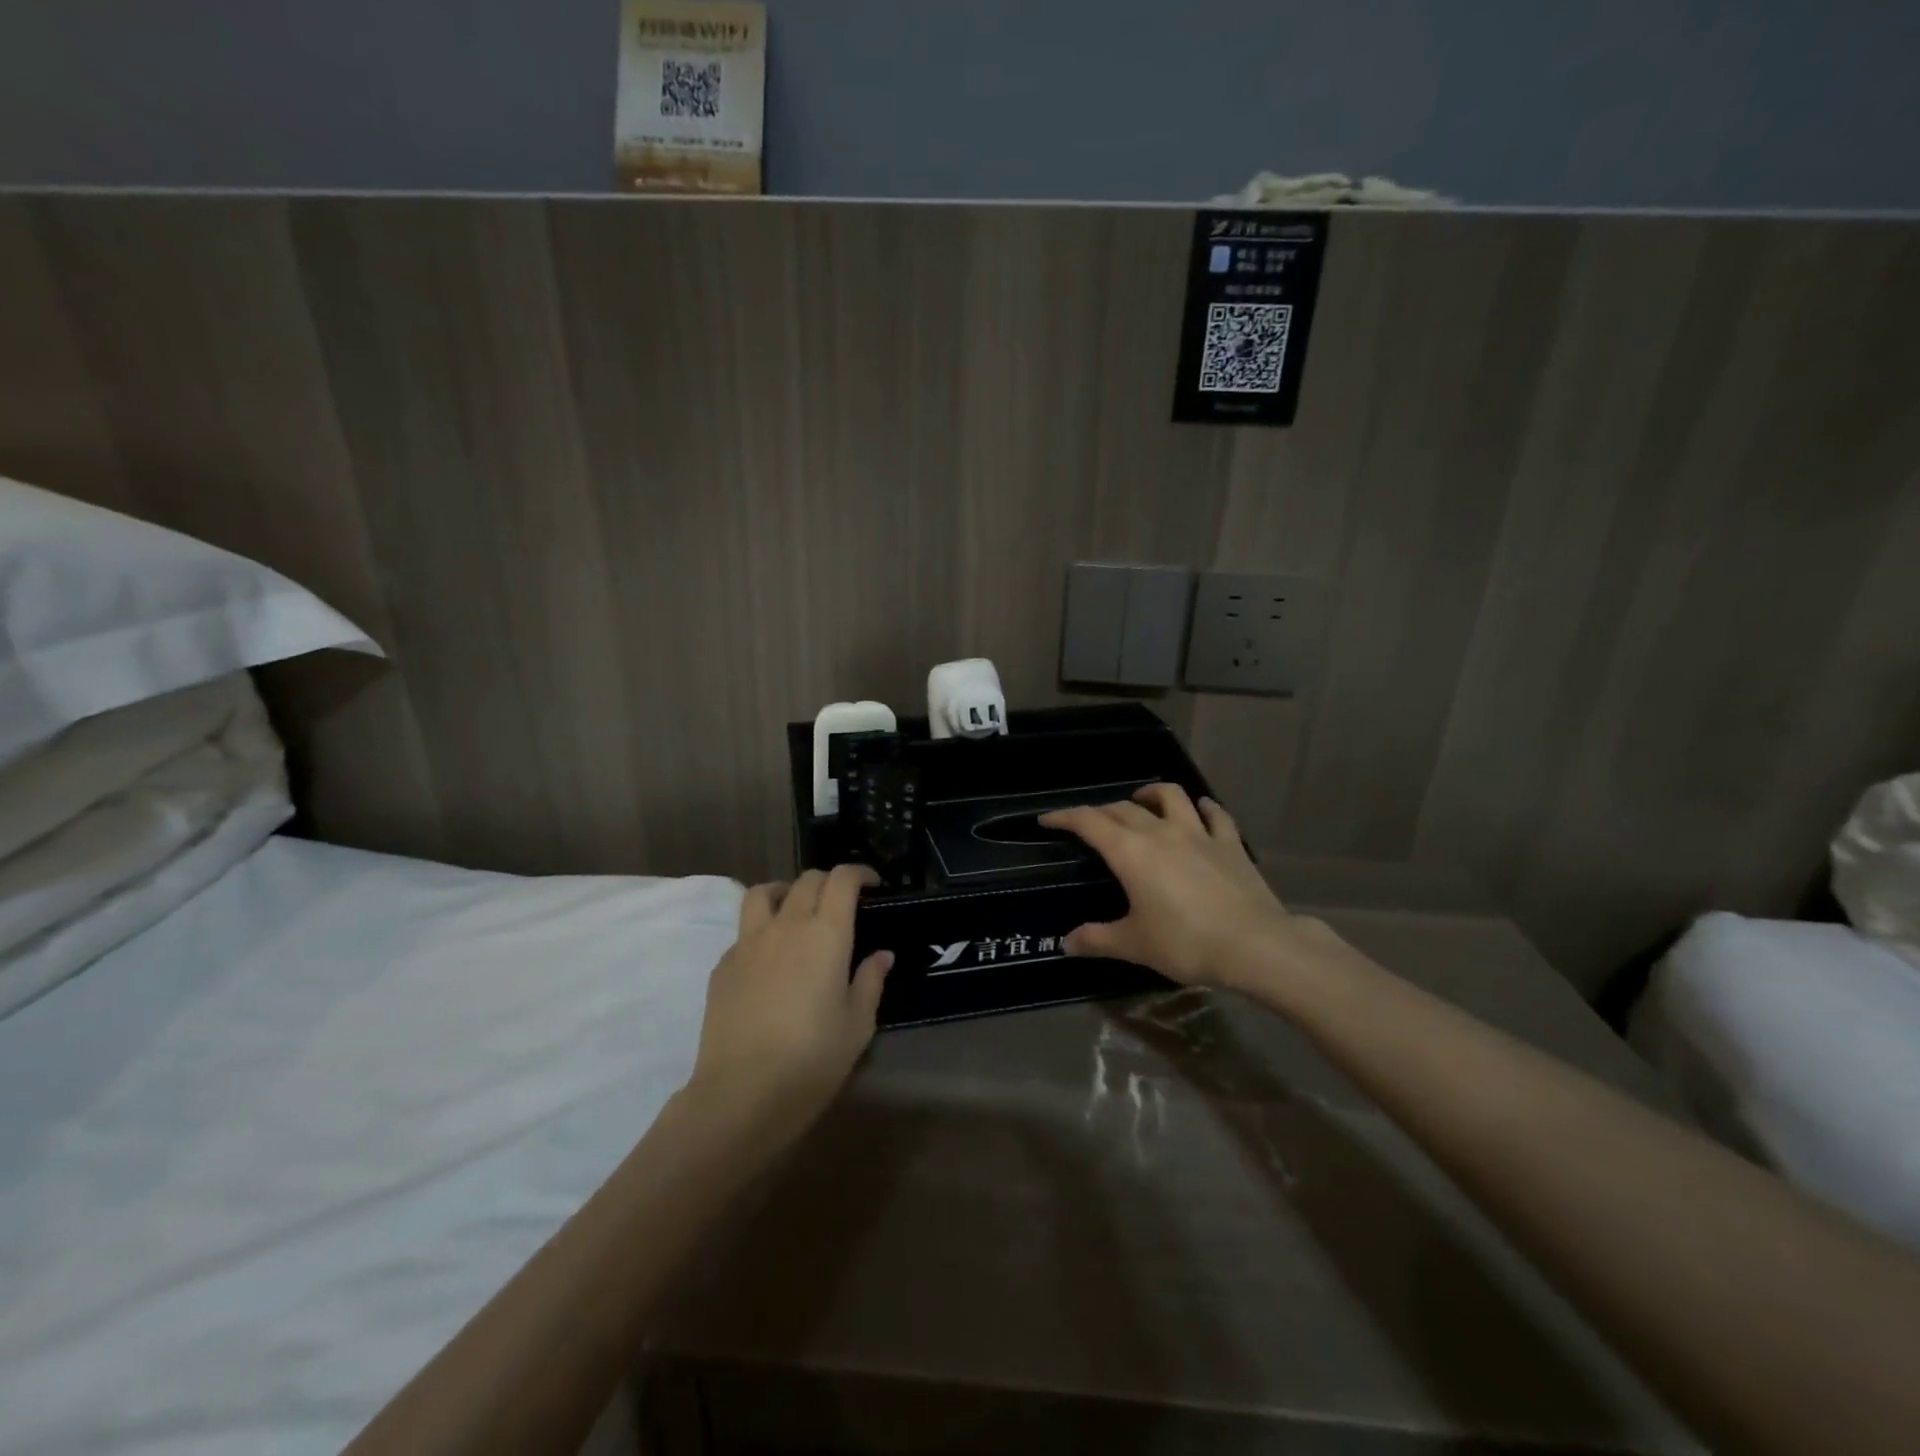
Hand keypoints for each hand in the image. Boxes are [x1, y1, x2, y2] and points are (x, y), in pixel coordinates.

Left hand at [684, 865, 891, 1146]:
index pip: (842, 880)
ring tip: (797, 911)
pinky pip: (745, 930)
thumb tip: (881, 955)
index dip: (859, 874)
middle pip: (807, 880)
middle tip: (842, 903)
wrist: (741, 1093)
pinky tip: (770, 960)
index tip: (872, 885)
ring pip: (764, 892)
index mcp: (826, 934)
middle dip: (829, 882)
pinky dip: (762, 929)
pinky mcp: (723, 965)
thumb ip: (870, 981)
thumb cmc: (812, 1060)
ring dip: (786, 891)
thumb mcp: (857, 1025)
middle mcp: (787, 925)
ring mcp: (749, 942)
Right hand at [1040, 784, 1334, 989]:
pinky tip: (1200, 810)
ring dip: (1150, 794)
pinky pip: (1214, 814)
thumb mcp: (1134, 945)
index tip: (1047, 819)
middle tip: (1091, 824)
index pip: (1089, 822)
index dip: (1065, 816)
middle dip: (1101, 811)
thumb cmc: (1185, 943)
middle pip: (1124, 808)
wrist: (1254, 945)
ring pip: (1170, 796)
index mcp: (1130, 852)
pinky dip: (1202, 808)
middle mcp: (1160, 832)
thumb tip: (1066, 943)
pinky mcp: (1229, 843)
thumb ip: (1097, 939)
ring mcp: (1199, 833)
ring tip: (1141, 801)